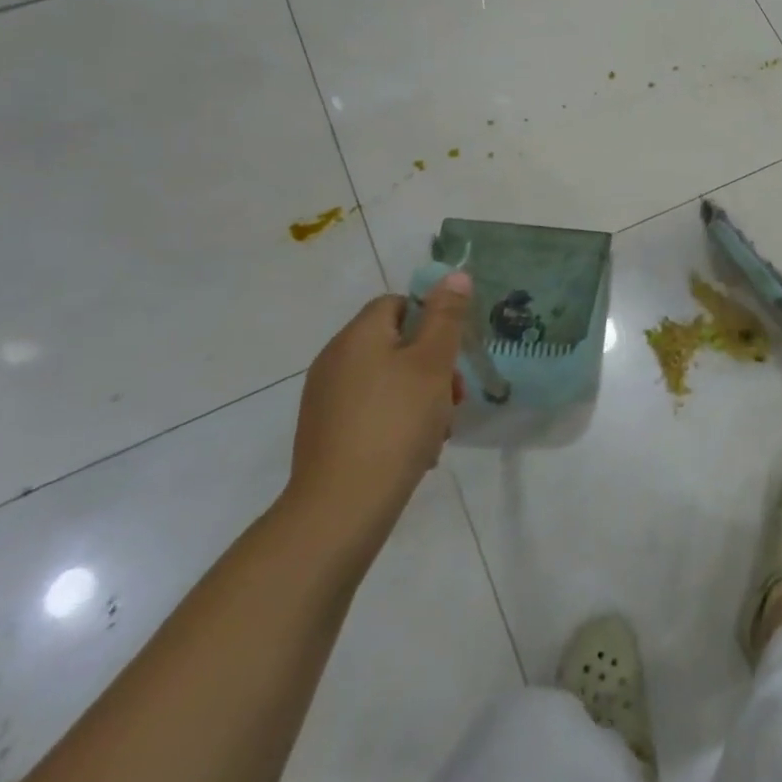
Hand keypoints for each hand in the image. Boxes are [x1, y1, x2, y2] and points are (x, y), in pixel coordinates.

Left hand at [284, 273, 471, 545]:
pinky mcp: (327, 433)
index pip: (397, 303)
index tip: (453, 350)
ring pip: (388, 381)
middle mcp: (335, 360)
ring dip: (421, 397)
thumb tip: (455, 274)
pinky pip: (372, 411)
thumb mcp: (433, 363)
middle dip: (433, 365)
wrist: (342, 507)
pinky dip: (398, 421)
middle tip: (455, 396)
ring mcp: (327, 399)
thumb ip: (446, 316)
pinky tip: (417, 450)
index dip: (431, 318)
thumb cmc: (396, 422)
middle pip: (395, 343)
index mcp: (358, 336)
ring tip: (440, 430)